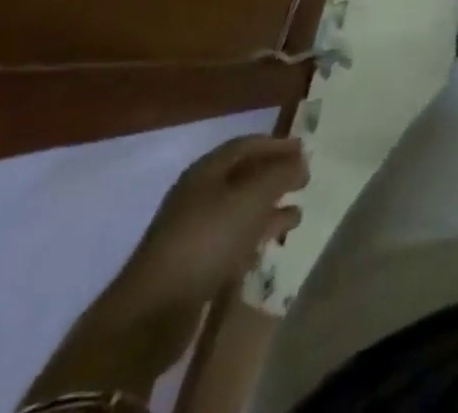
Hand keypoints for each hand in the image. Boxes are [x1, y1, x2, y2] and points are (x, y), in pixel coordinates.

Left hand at [112, 135, 307, 315]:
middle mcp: (199, 195)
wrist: (152, 313)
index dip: (277, 144)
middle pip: (244, 176)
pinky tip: (269, 247)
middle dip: (275, 176)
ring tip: (297, 216)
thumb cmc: (207, 240)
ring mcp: (194, 232)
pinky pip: (231, 241)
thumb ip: (280, 175)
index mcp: (207, 171)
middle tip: (304, 180)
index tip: (304, 150)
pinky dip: (253, 239)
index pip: (247, 145)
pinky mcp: (194, 266)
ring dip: (269, 210)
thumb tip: (301, 161)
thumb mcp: (251, 199)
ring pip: (240, 211)